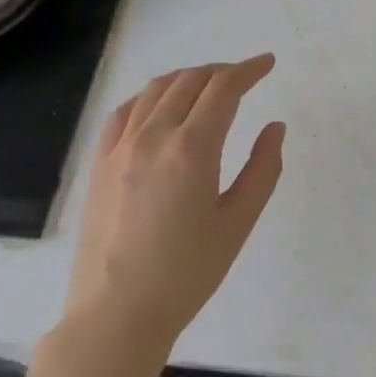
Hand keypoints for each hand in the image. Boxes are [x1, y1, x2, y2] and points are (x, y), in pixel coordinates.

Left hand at [64, 54, 286, 353]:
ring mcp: (120, 147)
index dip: (249, 70)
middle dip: (222, 71)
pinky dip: (150, 96)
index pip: (223, 89)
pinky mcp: (100, 163)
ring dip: (188, 77)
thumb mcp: (238, 222)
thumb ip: (263, 168)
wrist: (117, 313)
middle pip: (190, 81)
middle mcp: (153, 136)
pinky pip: (125, 111)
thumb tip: (275, 127)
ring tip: (209, 85)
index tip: (268, 63)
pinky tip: (161, 104)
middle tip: (245, 77)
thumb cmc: (187, 272)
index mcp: (192, 149)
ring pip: (156, 90)